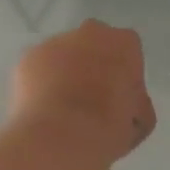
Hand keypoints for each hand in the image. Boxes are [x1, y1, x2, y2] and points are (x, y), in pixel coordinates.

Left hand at [10, 21, 155, 165]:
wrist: (59, 137)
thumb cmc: (108, 127)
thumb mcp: (141, 120)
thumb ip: (135, 102)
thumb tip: (125, 106)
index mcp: (124, 43)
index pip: (129, 50)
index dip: (125, 74)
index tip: (120, 96)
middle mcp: (90, 32)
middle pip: (95, 44)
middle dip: (94, 64)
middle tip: (93, 98)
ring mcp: (55, 42)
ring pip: (64, 54)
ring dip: (66, 72)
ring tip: (63, 108)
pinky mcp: (28, 57)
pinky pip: (40, 68)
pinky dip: (42, 83)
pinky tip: (44, 108)